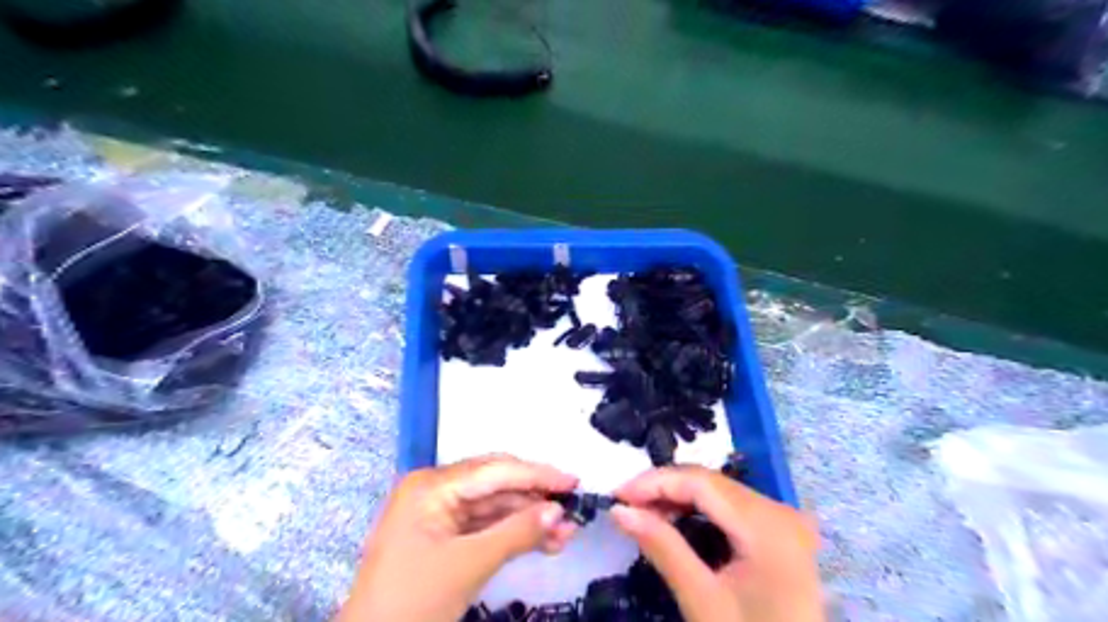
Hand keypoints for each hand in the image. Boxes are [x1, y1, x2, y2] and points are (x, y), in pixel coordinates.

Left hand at [337, 452, 580, 620]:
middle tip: (573, 507)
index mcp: (432, 485)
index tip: (574, 481)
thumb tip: (558, 511)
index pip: (494, 471)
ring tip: (565, 533)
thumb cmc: (412, 602)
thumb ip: (516, 532)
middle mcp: (435, 490)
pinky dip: (513, 534)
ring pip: (494, 507)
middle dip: (535, 499)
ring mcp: (439, 514)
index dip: (536, 475)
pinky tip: (543, 542)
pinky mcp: (444, 537)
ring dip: (528, 519)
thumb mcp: (469, 565)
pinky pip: (485, 527)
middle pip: (496, 485)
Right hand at [610, 467, 826, 621]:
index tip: (617, 495)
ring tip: (645, 514)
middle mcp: (781, 511)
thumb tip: (619, 510)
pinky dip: (700, 509)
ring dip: (679, 498)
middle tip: (626, 506)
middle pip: (711, 483)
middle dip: (664, 489)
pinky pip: (732, 506)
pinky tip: (676, 521)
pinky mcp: (782, 532)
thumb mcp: (703, 601)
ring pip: (720, 491)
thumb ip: (662, 548)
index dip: (655, 482)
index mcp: (768, 526)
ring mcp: (785, 520)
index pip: (701, 482)